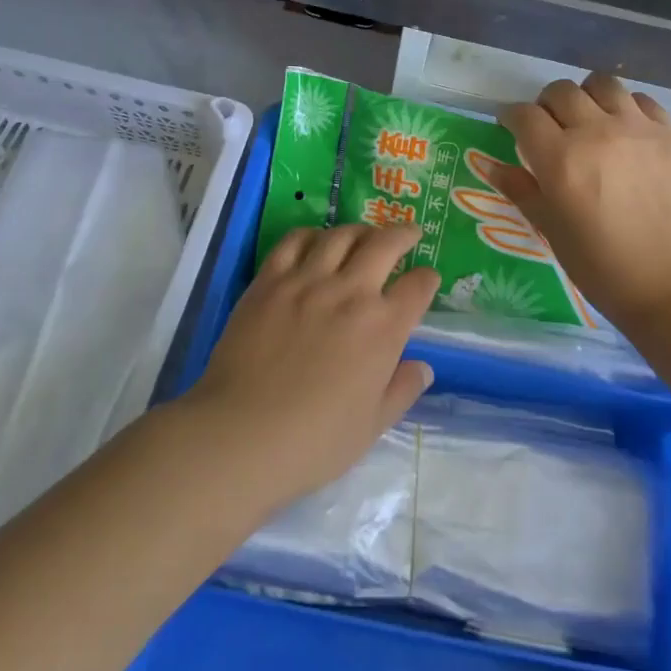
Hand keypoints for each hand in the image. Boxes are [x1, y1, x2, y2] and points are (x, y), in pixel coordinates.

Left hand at [182, 224, 437, 513]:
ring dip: (360, 230)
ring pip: (340, 236)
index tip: (427, 280)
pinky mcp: (269, 281)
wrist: (242, 434)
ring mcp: (307, 281)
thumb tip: (423, 368)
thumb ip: (402, 390)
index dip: (427, 280)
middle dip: (403, 235)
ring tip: (364, 234)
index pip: (417, 287)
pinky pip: (294, 242)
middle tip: (409, 233)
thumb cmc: (315, 441)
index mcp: (383, 327)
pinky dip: (311, 234)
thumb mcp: (373, 425)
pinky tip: (316, 240)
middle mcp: (350, 292)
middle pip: (384, 245)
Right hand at [480, 74, 670, 332]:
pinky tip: (626, 130)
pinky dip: (626, 107)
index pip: (524, 115)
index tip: (511, 127)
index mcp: (560, 159)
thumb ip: (520, 189)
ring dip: (586, 96)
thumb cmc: (602, 266)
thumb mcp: (550, 230)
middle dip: (546, 105)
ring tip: (589, 118)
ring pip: (602, 84)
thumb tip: (492, 165)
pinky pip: (642, 100)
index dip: (511, 117)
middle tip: (549, 126)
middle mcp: (596, 132)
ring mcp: (638, 129)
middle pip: (560, 91)